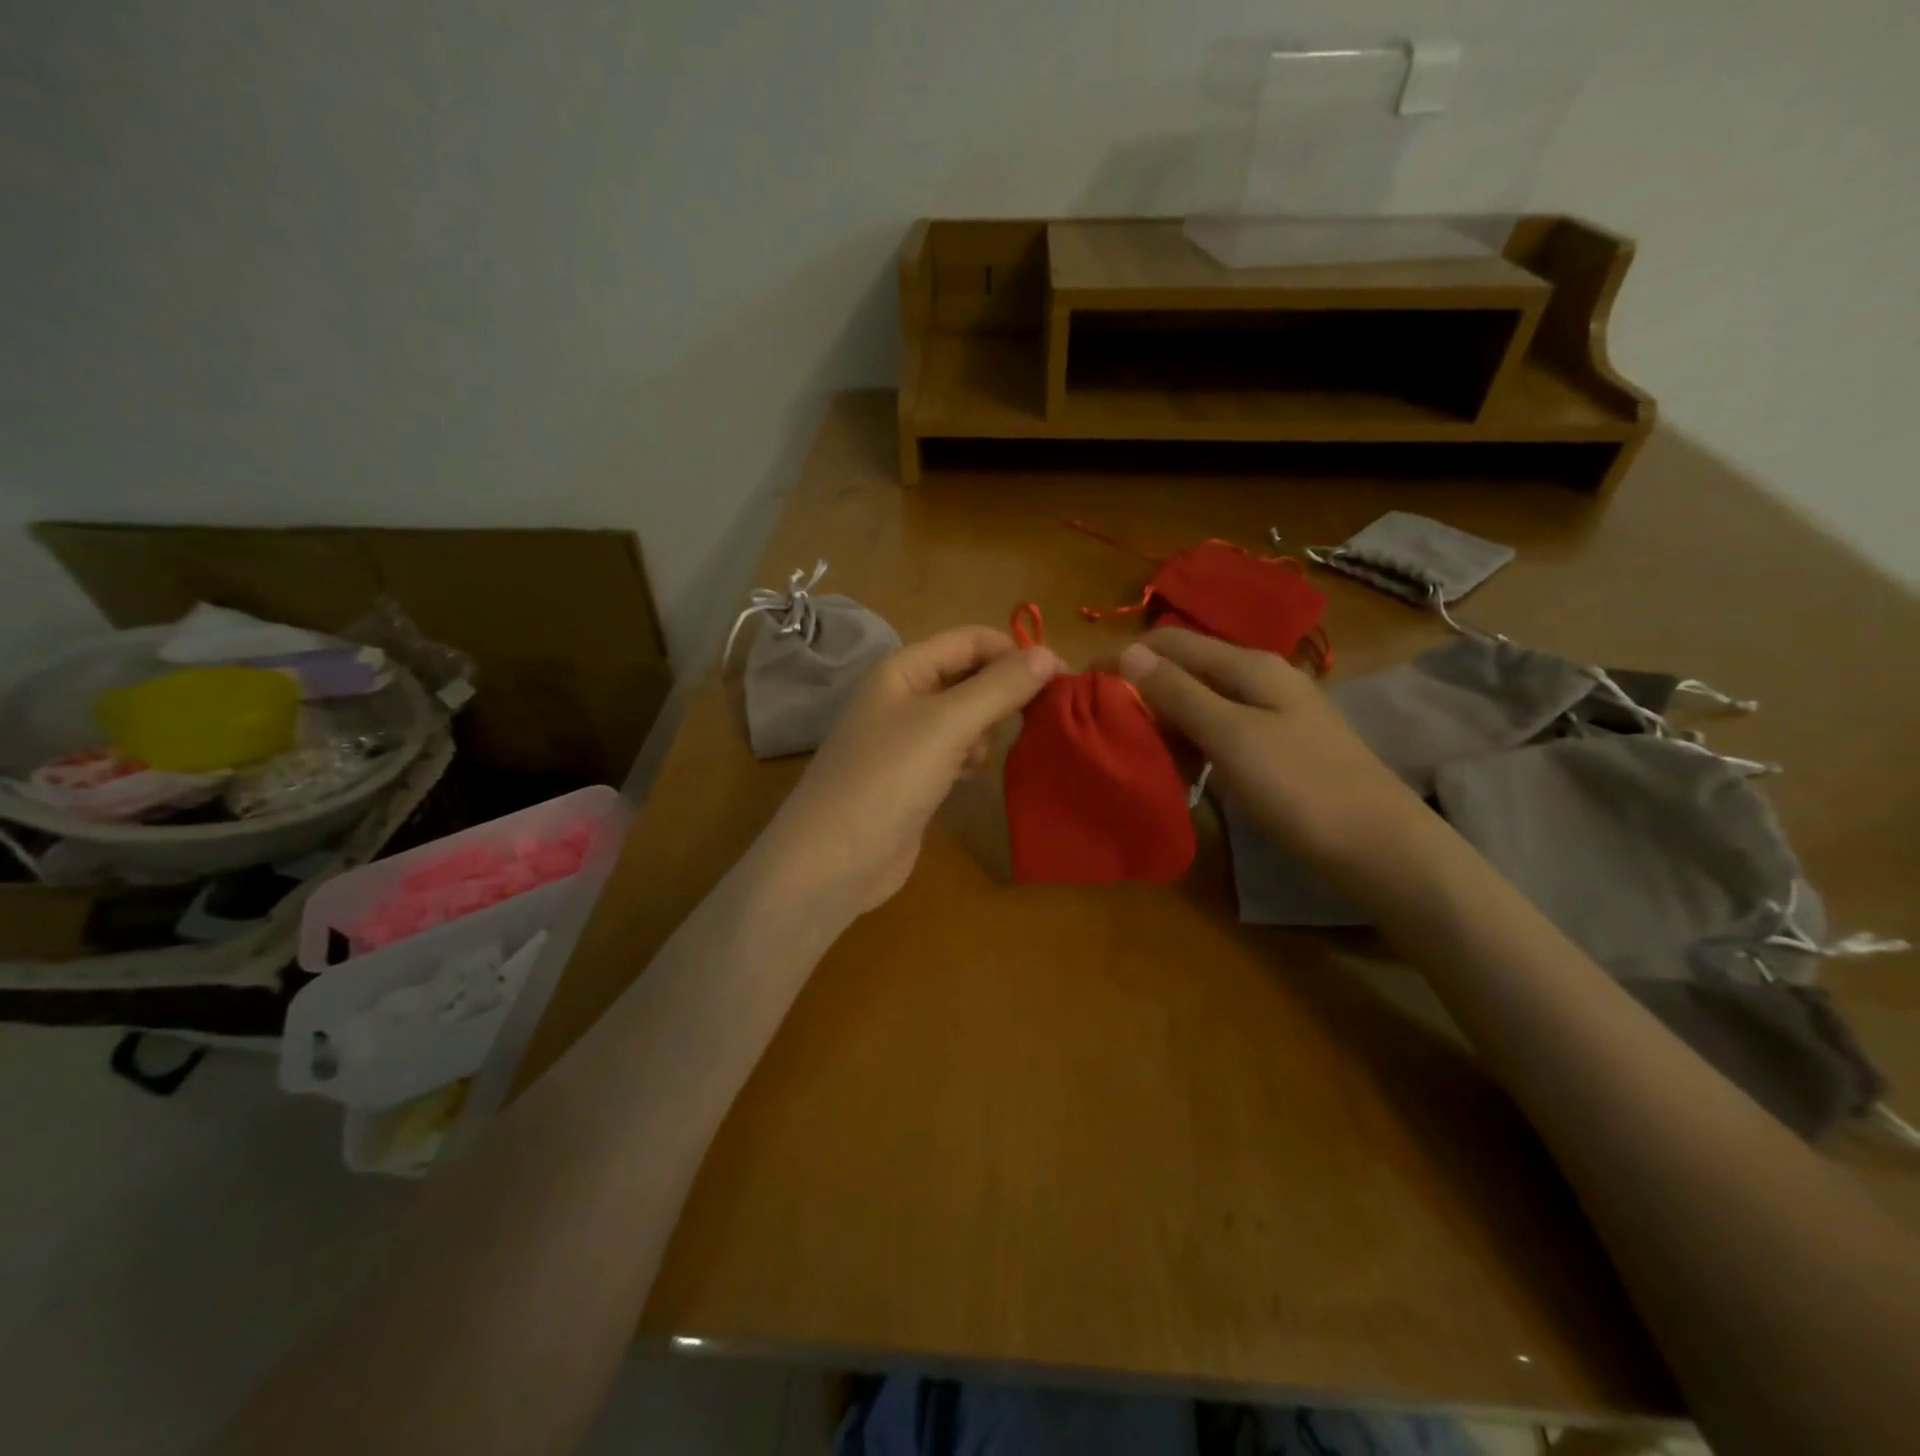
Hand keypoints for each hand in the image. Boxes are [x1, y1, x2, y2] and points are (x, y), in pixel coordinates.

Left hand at [756, 626, 1062, 921]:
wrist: (833, 862)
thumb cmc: (888, 780)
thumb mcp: (947, 725)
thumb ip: (999, 688)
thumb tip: (1048, 655)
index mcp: (902, 670)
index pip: (970, 641)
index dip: (1015, 652)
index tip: (1061, 679)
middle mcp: (901, 697)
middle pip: (968, 676)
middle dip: (1004, 692)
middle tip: (1039, 718)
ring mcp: (904, 740)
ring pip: (965, 717)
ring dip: (987, 729)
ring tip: (984, 757)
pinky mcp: (912, 777)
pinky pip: (954, 752)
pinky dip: (971, 758)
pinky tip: (971, 778)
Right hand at [1116, 627, 1424, 870]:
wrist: (1380, 848)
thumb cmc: (1301, 787)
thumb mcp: (1231, 736)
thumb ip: (1179, 693)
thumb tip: (1127, 652)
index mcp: (1248, 665)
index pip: (1169, 642)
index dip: (1123, 657)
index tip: (1081, 685)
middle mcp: (1258, 678)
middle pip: (1184, 669)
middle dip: (1140, 690)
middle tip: (1104, 727)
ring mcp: (1270, 714)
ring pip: (1199, 703)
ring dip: (1163, 720)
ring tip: (1132, 750)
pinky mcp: (1274, 747)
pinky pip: (1217, 731)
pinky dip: (1189, 743)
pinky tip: (1176, 768)